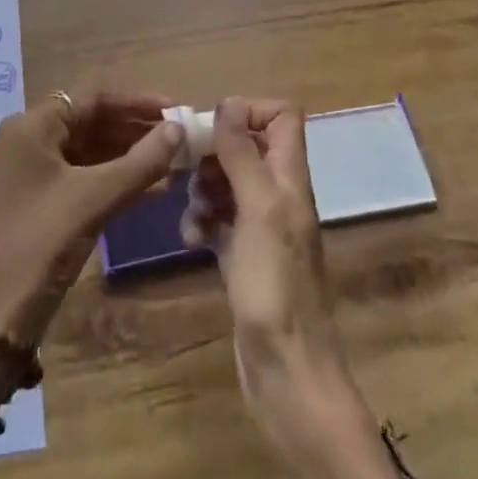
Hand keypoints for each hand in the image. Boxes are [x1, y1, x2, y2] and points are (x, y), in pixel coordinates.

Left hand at [0, 92, 179, 454]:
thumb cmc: (40, 244)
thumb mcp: (94, 199)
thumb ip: (140, 162)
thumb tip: (178, 127)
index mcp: (29, 127)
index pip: (91, 98)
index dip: (137, 102)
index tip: (176, 109)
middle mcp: (22, 142)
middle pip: (87, 122)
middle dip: (134, 129)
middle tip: (179, 139)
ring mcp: (24, 176)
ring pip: (84, 153)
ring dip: (126, 157)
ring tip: (172, 164)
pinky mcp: (30, 206)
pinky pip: (76, 179)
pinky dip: (109, 181)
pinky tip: (148, 190)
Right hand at [181, 96, 419, 478]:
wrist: (286, 372)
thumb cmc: (275, 286)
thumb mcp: (259, 211)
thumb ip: (243, 156)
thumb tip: (226, 106)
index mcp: (290, 178)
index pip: (282, 116)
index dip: (249, 110)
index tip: (212, 127)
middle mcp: (279, 195)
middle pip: (247, 147)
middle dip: (213, 153)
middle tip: (187, 170)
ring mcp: (262, 227)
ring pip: (228, 183)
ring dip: (203, 190)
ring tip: (191, 215)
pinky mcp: (244, 256)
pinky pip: (219, 220)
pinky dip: (202, 222)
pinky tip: (191, 241)